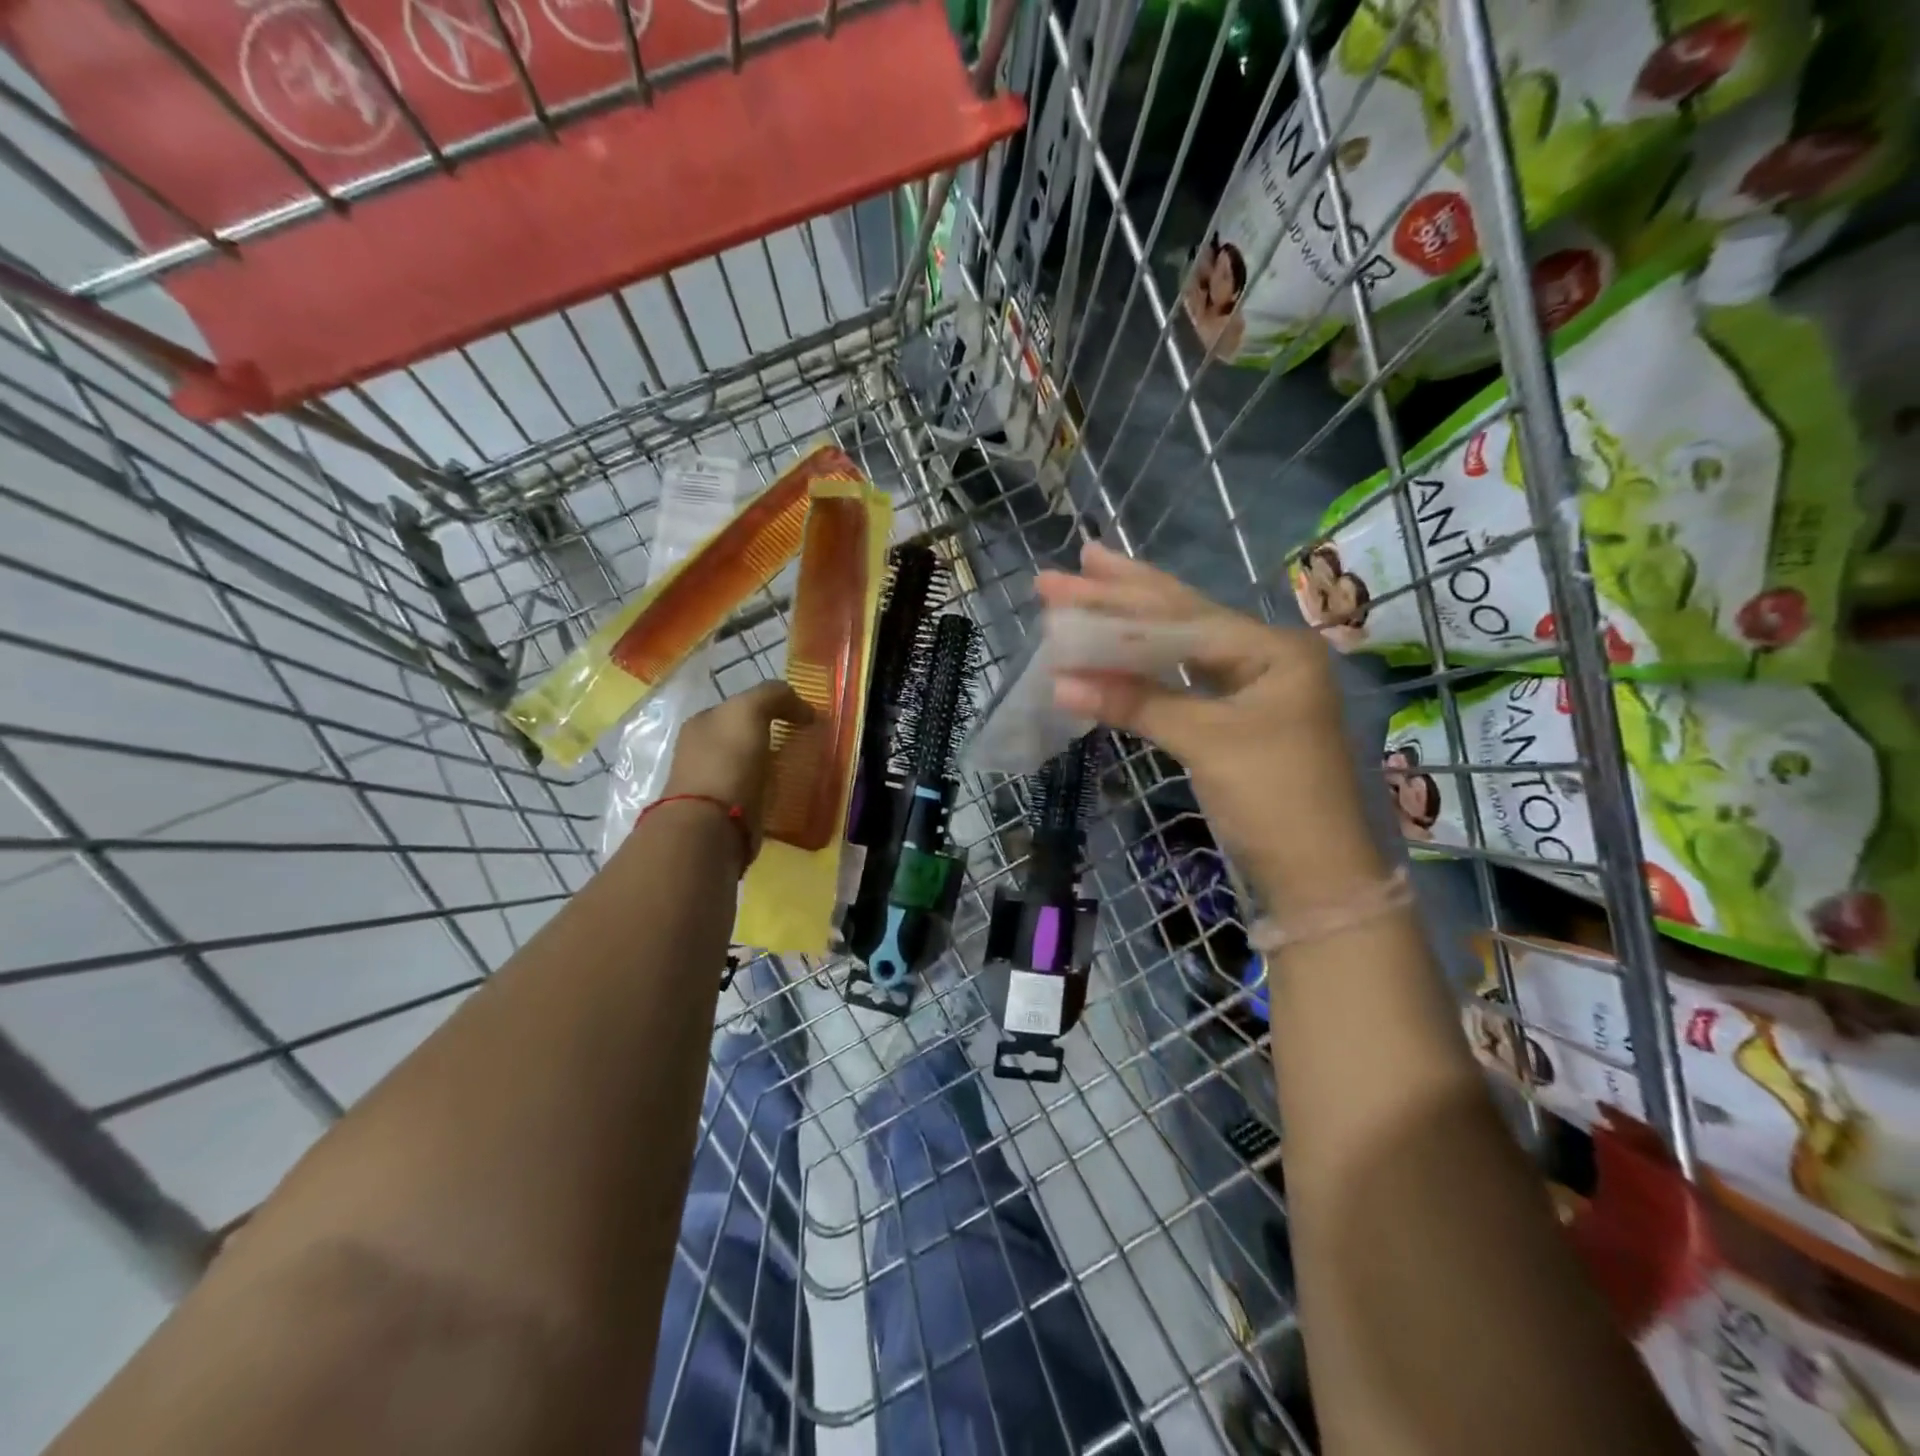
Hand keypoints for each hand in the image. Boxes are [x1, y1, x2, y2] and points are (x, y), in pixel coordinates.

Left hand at [662, 681, 812, 854]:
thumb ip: (775, 696)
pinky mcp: (726, 813)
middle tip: (804, 742)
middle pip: (744, 736)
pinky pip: (756, 793)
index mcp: (701, 723)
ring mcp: (712, 784)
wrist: (711, 826)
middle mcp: (701, 751)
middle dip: (772, 737)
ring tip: (800, 769)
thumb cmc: (727, 761)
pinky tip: (787, 793)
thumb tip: (805, 709)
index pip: (740, 706)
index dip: (771, 706)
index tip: (800, 718)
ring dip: (773, 766)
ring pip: (751, 765)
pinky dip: (771, 792)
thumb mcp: (749, 710)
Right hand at [1038, 542, 1378, 898]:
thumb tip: (1059, 683)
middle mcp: (1265, 656)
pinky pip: (1182, 680)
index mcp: (1274, 649)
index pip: (1184, 614)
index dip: (1121, 598)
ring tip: (1090, 589)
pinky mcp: (1234, 718)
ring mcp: (1251, 688)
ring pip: (1181, 647)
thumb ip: (1137, 703)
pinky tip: (1118, 650)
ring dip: (1132, 627)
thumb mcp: (1206, 743)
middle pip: (1183, 618)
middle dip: (1125, 594)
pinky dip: (1144, 669)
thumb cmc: (1274, 799)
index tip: (1072, 574)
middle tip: (1075, 563)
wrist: (1317, 875)